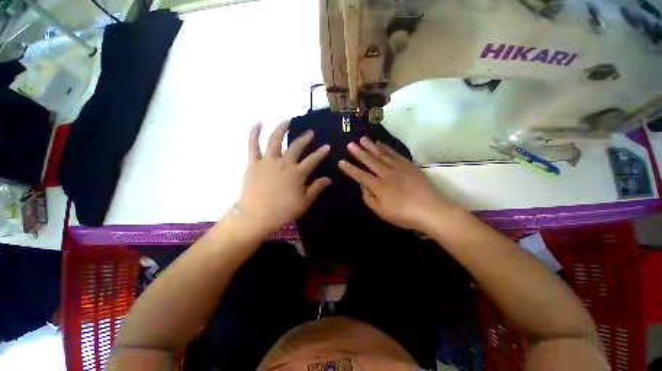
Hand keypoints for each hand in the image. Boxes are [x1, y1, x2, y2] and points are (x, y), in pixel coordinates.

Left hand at [237, 121, 330, 235]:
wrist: (256, 217)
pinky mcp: (253, 163)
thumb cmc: (283, 212)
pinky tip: (258, 123)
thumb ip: (316, 188)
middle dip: (305, 138)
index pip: (313, 160)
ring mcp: (267, 162)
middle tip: (310, 133)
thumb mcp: (304, 202)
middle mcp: (284, 163)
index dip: (321, 152)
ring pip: (275, 140)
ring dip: (281, 129)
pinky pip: (253, 146)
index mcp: (297, 173)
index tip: (327, 146)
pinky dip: (254, 133)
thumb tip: (329, 179)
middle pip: (296, 147)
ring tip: (286, 121)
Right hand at [338, 137, 455, 230]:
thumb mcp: (382, 212)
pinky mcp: (408, 165)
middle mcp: (386, 173)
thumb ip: (369, 198)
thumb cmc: (404, 215)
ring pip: (381, 154)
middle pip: (370, 160)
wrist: (432, 210)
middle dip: (358, 152)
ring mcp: (398, 167)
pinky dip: (386, 147)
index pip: (360, 175)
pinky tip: (381, 143)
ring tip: (363, 139)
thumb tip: (363, 186)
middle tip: (350, 144)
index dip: (350, 169)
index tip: (341, 162)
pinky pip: (395, 153)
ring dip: (371, 146)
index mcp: (378, 186)